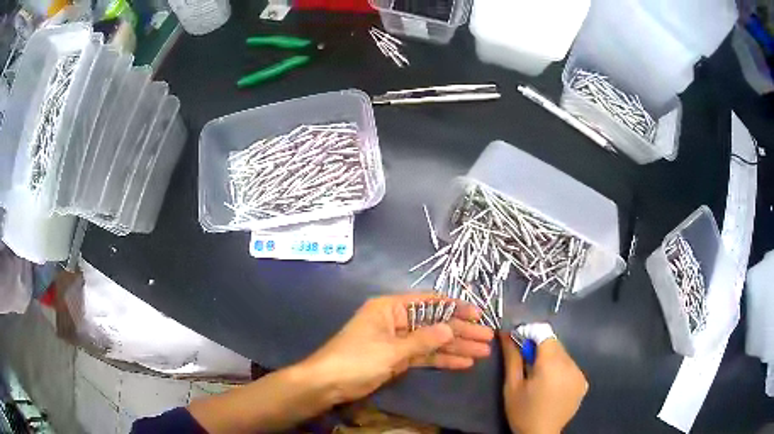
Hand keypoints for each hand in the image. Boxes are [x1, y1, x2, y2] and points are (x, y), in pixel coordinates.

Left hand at [301, 293, 494, 403]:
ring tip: (482, 353)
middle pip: (435, 323)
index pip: (429, 303)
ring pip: (432, 341)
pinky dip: (442, 360)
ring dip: (456, 347)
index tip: (478, 315)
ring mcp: (398, 341)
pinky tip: (463, 363)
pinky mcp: (398, 359)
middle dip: (461, 331)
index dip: (455, 308)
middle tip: (486, 338)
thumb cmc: (356, 359)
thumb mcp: (391, 349)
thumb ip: (423, 339)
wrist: (328, 383)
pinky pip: (424, 356)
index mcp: (391, 308)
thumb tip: (451, 328)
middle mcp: (397, 321)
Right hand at [500, 332, 587, 433]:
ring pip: (563, 355)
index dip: (530, 334)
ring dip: (551, 359)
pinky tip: (552, 385)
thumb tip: (506, 334)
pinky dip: (561, 370)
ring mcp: (579, 374)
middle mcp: (570, 365)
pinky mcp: (583, 383)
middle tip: (526, 364)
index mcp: (551, 365)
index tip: (519, 344)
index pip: (545, 334)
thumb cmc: (522, 412)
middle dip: (540, 348)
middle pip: (555, 344)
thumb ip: (512, 358)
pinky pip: (571, 366)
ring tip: (539, 377)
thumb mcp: (512, 386)